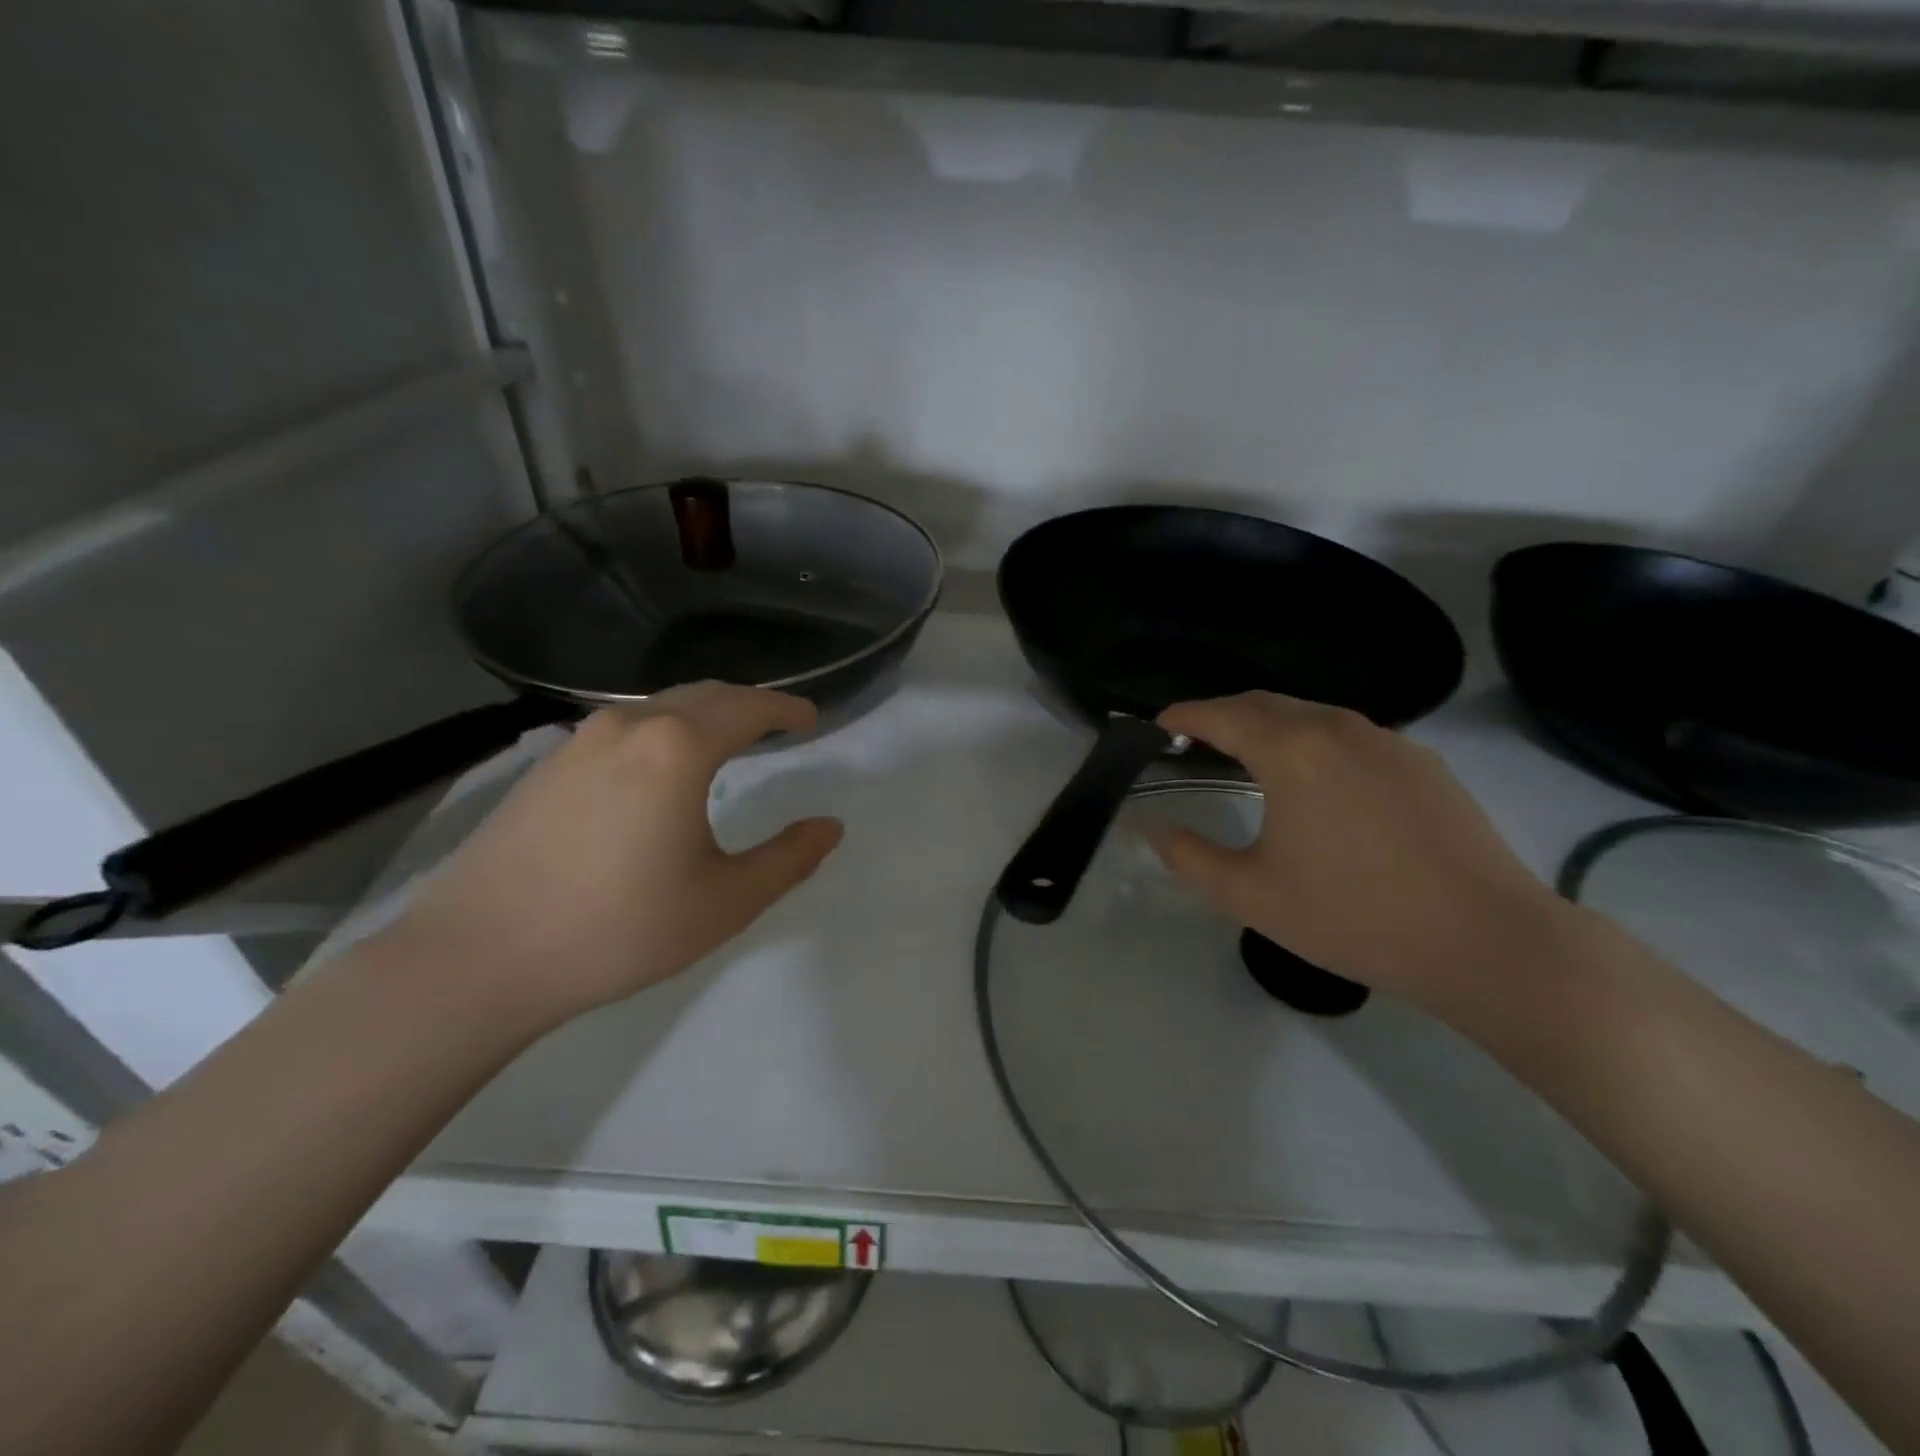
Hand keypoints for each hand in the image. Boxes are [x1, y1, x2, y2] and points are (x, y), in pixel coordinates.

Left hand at [391, 683, 842, 1029]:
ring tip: (728, 741)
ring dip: (704, 714)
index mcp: (678, 748)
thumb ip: (788, 859)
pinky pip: (625, 728)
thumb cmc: (618, 929)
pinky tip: (662, 767)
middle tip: (778, 724)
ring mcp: (580, 740)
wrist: (477, 957)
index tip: (811, 718)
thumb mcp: (725, 902)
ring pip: (660, 707)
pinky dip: (664, 731)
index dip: (786, 709)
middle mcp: (630, 725)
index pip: (749, 708)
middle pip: (705, 694)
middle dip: (749, 704)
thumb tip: (829, 827)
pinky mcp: (547, 764)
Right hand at [1146, 693, 1573, 1018]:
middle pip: (1263, 703)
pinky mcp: (1422, 762)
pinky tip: (1319, 786)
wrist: (1486, 940)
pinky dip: (1314, 743)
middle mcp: (1336, 729)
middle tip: (1194, 744)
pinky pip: (1350, 736)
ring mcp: (1387, 741)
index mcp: (1290, 751)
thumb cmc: (1354, 916)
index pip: (1219, 714)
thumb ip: (1189, 856)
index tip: (1155, 729)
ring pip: (1310, 715)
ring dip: (1269, 727)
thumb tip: (1151, 828)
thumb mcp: (1251, 896)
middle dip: (1221, 715)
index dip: (1180, 716)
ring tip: (1250, 761)